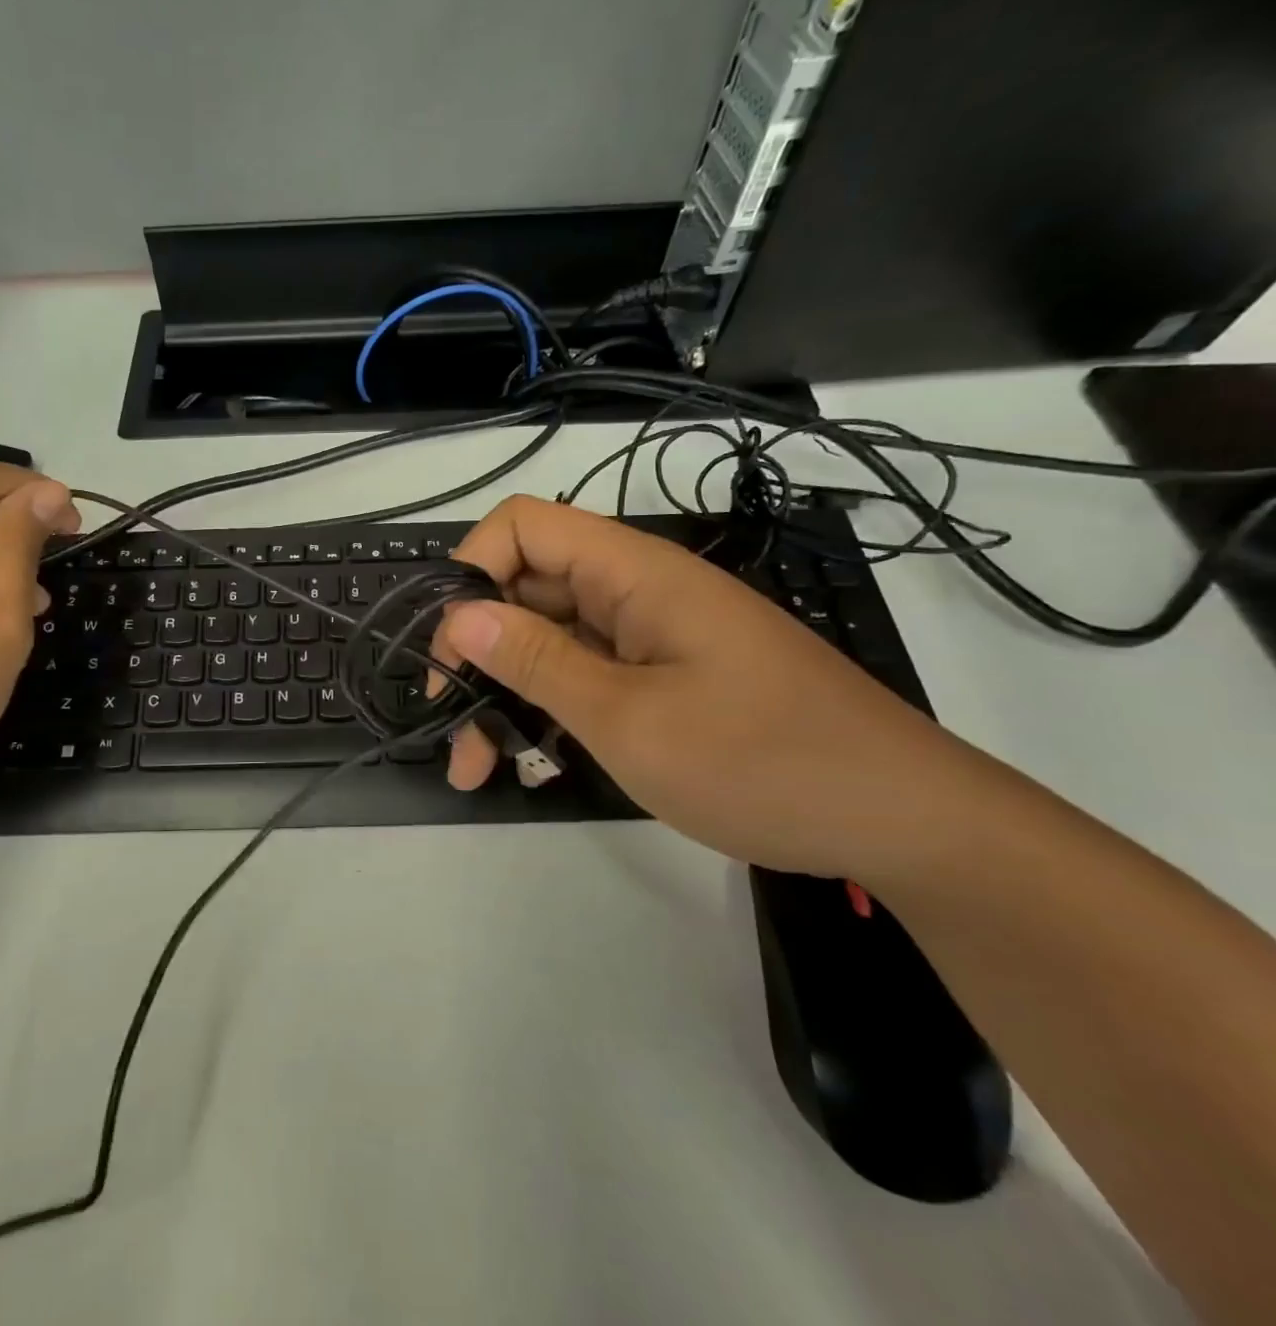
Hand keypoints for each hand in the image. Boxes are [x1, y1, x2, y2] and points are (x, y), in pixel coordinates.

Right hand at [434, 497, 1010, 884]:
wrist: (899, 820)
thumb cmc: (761, 762)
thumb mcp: (628, 719)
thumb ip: (537, 661)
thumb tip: (458, 616)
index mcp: (633, 572)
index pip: (521, 526)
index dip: (470, 572)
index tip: (448, 649)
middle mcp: (636, 590)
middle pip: (526, 588)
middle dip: (475, 651)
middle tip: (450, 726)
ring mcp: (650, 636)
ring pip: (549, 640)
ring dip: (504, 693)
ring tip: (477, 767)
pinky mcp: (663, 676)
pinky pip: (584, 674)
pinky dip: (547, 710)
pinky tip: (530, 760)